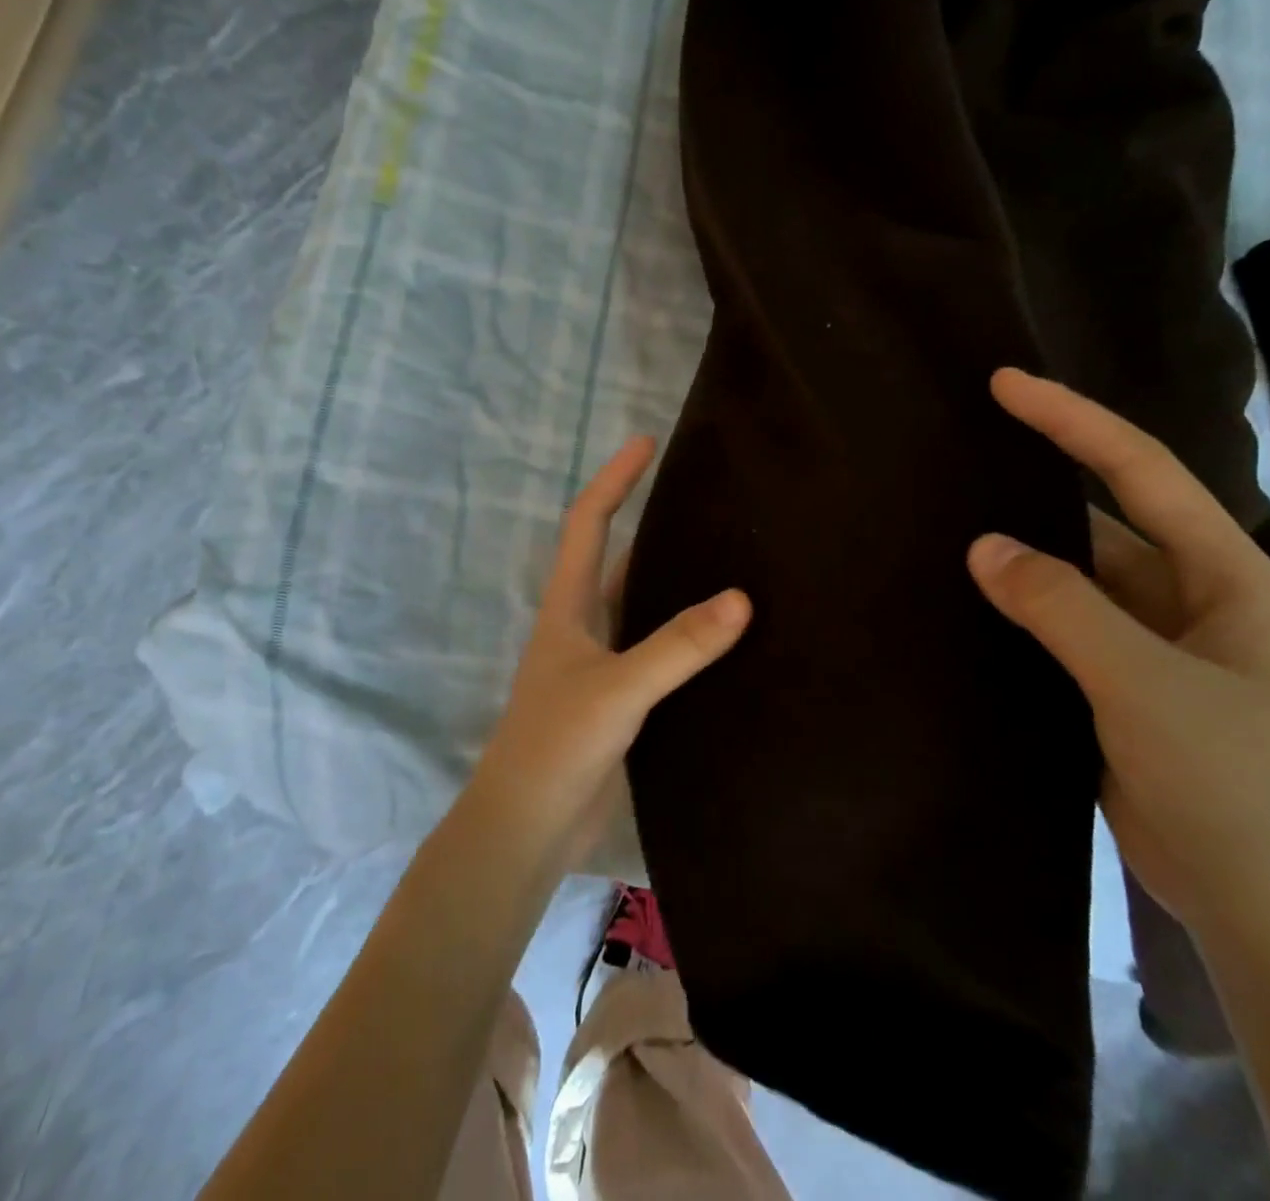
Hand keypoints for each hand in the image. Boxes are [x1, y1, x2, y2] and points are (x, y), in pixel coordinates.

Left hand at [465, 436, 751, 874]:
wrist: (528, 828)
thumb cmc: (556, 746)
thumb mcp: (618, 689)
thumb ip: (678, 646)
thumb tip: (742, 597)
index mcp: (568, 606)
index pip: (588, 522)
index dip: (615, 479)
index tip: (646, 441)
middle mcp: (583, 625)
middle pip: (618, 558)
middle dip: (652, 523)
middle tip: (709, 501)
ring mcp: (601, 664)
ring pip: (642, 606)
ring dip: (674, 582)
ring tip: (730, 557)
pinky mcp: (621, 700)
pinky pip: (659, 652)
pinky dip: (687, 637)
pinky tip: (727, 637)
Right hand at [966, 368, 1269, 949]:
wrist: (1267, 910)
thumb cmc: (1234, 784)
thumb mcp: (1148, 686)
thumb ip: (1063, 608)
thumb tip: (982, 544)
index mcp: (1224, 576)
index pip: (1139, 472)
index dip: (1072, 420)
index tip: (1004, 384)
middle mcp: (1188, 597)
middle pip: (1101, 517)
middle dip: (1035, 482)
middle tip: (959, 450)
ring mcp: (1151, 643)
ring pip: (1074, 575)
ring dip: (1020, 551)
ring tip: (944, 517)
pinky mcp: (1118, 683)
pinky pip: (1059, 623)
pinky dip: (1017, 606)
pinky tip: (965, 596)